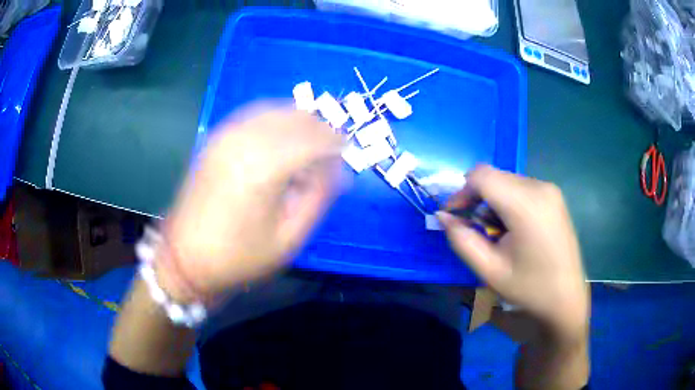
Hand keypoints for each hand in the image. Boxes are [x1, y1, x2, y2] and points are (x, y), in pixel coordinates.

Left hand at [156, 107, 343, 301]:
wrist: (185, 257)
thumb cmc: (239, 256)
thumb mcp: (288, 238)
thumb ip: (318, 197)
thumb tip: (339, 170)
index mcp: (263, 169)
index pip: (313, 139)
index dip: (336, 142)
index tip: (348, 152)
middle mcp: (244, 142)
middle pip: (295, 117)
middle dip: (320, 129)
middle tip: (331, 149)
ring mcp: (226, 136)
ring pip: (275, 110)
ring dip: (299, 121)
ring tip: (309, 143)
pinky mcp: (215, 138)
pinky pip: (253, 115)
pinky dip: (275, 118)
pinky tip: (282, 136)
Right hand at [438, 165, 588, 340]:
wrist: (567, 298)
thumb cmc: (529, 288)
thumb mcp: (489, 270)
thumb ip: (462, 240)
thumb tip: (443, 216)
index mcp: (526, 205)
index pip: (481, 175)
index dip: (461, 192)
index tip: (455, 217)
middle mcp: (540, 187)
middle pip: (494, 176)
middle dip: (476, 198)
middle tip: (475, 230)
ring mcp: (550, 190)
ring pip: (507, 181)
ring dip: (493, 201)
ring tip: (496, 233)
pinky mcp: (555, 196)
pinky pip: (521, 187)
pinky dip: (508, 201)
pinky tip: (514, 228)